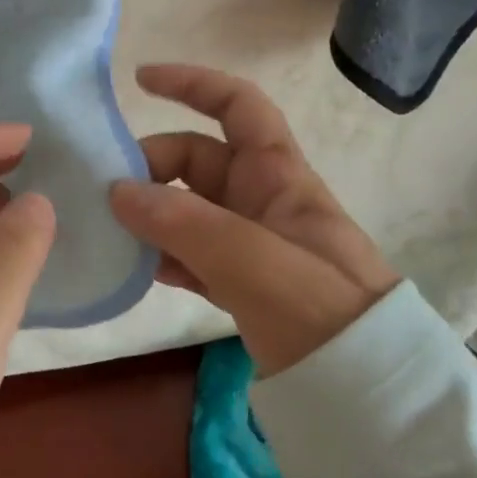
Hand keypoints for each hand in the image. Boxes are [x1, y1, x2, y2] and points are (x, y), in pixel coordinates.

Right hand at [109, 64, 398, 376]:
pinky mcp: (241, 283)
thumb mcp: (254, 261)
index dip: (192, 84)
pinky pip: (190, 254)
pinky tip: (136, 270)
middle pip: (197, 160)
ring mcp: (250, 243)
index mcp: (278, 175)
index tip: (139, 82)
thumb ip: (184, 224)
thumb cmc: (322, 312)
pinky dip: (162, 255)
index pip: (237, 105)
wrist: (370, 395)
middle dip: (151, 167)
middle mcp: (262, 199)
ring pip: (188, 209)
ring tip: (108, 232)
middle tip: (107, 198)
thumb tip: (116, 191)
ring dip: (150, 214)